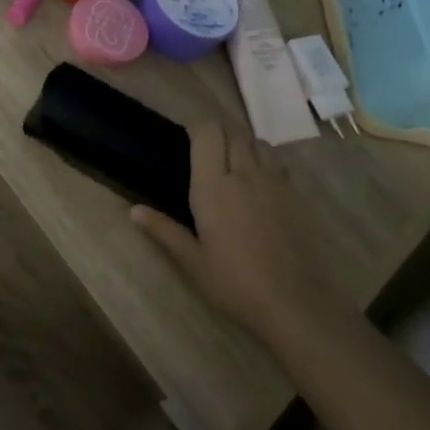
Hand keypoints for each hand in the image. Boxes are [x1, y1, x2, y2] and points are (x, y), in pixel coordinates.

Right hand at [131, 123, 338, 342]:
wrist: (292, 302)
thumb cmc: (234, 283)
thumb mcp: (192, 261)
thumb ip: (164, 230)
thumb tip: (134, 211)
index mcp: (213, 187)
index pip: (208, 133)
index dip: (198, 126)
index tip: (188, 136)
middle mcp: (244, 174)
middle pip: (234, 130)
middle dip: (219, 129)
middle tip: (207, 146)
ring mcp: (274, 182)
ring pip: (258, 142)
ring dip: (244, 142)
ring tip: (234, 159)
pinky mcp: (295, 195)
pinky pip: (278, 163)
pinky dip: (265, 160)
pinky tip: (260, 182)